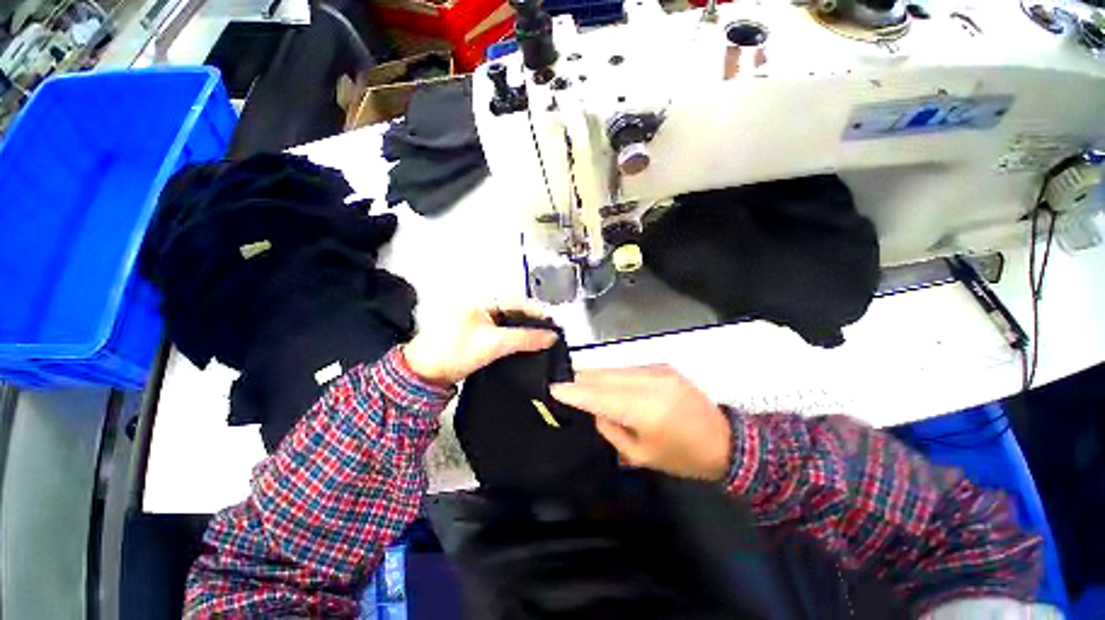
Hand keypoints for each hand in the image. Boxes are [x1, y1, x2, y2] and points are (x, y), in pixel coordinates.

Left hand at [403, 304, 557, 386]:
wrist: (425, 375)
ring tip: (539, 341)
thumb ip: (524, 339)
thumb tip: (550, 336)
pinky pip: (501, 334)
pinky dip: (513, 340)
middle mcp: (480, 308)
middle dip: (532, 322)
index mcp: (482, 302)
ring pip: (508, 324)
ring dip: (523, 332)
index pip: (517, 302)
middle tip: (548, 333)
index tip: (551, 323)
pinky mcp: (476, 336)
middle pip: (514, 312)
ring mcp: (478, 323)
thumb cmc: (452, 353)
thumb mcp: (494, 344)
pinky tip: (522, 347)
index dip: (536, 312)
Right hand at [550, 366, 731, 480]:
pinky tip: (604, 380)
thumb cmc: (682, 456)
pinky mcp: (663, 366)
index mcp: (646, 410)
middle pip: (605, 376)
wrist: (724, 440)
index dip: (575, 392)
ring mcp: (658, 370)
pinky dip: (613, 374)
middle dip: (582, 379)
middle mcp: (650, 383)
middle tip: (563, 382)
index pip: (600, 396)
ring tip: (579, 380)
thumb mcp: (641, 454)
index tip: (554, 388)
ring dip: (595, 375)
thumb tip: (593, 408)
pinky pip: (628, 367)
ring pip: (615, 368)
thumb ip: (612, 428)